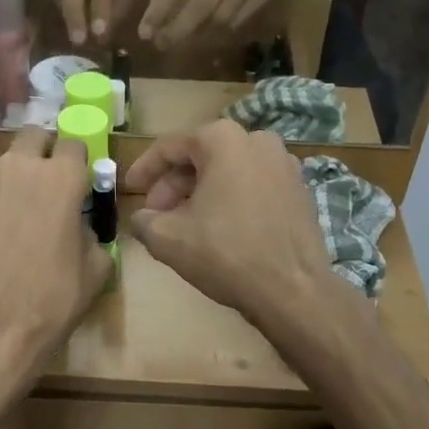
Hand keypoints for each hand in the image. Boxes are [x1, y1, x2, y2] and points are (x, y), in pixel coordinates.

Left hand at [0, 128, 111, 383]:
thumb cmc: (51, 299)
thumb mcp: (95, 268)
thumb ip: (91, 232)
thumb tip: (80, 226)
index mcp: (61, 177)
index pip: (74, 143)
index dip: (79, 162)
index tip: (80, 182)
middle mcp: (20, 166)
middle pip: (35, 138)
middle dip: (44, 153)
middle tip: (49, 186)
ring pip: (5, 163)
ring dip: (15, 177)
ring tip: (17, 214)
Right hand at [126, 119, 336, 327]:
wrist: (292, 289)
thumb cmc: (225, 254)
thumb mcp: (167, 238)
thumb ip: (143, 221)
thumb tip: (142, 219)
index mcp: (223, 139)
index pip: (170, 148)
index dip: (144, 170)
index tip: (129, 190)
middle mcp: (257, 140)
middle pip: (201, 157)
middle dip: (173, 186)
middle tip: (155, 215)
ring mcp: (284, 164)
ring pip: (228, 172)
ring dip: (201, 193)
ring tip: (184, 225)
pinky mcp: (299, 190)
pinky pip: (253, 186)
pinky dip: (230, 200)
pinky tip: (219, 229)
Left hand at [137, 0, 278, 45]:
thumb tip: (154, 19)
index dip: (160, 10)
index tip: (144, 32)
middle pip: (204, 3)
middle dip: (179, 28)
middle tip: (161, 44)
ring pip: (222, 16)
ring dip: (198, 33)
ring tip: (180, 39)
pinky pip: (238, 20)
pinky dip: (218, 31)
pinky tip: (205, 32)